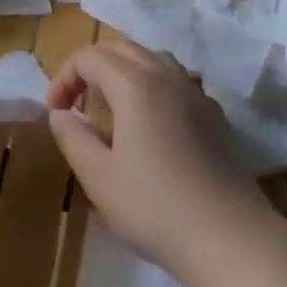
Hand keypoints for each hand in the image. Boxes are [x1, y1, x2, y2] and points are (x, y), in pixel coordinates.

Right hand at [46, 39, 280, 286]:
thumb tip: (59, 114)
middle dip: (92, 67)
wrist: (231, 238)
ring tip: (112, 109)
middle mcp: (167, 77)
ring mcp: (197, 94)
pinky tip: (151, 126)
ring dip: (125, 72)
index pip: (90, 57)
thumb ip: (73, 138)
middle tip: (78, 104)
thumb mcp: (99, 178)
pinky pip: (177, 81)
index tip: (55, 113)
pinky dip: (153, 87)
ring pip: (154, 59)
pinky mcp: (216, 116)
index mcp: (135, 85)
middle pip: (123, 48)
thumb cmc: (155, 207)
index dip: (65, 78)